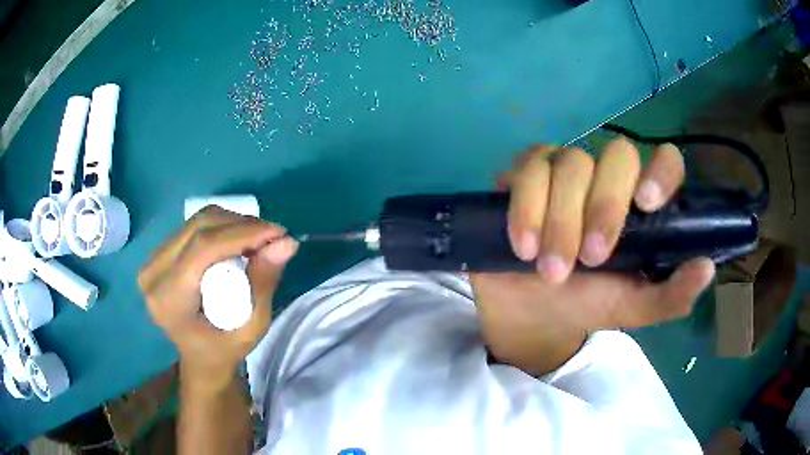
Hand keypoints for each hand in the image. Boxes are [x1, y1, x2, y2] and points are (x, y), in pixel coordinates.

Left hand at [138, 206, 297, 390]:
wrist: (199, 358)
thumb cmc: (225, 350)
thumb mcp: (252, 327)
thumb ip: (264, 284)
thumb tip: (286, 243)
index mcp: (169, 300)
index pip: (202, 248)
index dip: (241, 233)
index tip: (277, 233)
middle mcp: (153, 275)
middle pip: (198, 228)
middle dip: (240, 225)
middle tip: (272, 236)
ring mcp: (151, 262)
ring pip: (195, 222)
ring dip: (232, 223)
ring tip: (258, 238)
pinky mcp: (158, 255)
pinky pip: (191, 228)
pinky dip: (220, 227)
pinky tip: (237, 239)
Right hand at [472, 138, 714, 374]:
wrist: (529, 310)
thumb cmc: (585, 303)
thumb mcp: (631, 308)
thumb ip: (670, 295)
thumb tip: (707, 267)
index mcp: (640, 204)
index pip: (665, 162)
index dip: (661, 171)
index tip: (646, 203)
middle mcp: (608, 177)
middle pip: (617, 156)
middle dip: (603, 207)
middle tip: (589, 259)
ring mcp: (566, 169)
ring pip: (571, 162)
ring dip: (560, 220)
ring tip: (550, 268)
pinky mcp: (527, 173)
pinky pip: (529, 168)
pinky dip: (526, 208)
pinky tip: (523, 246)